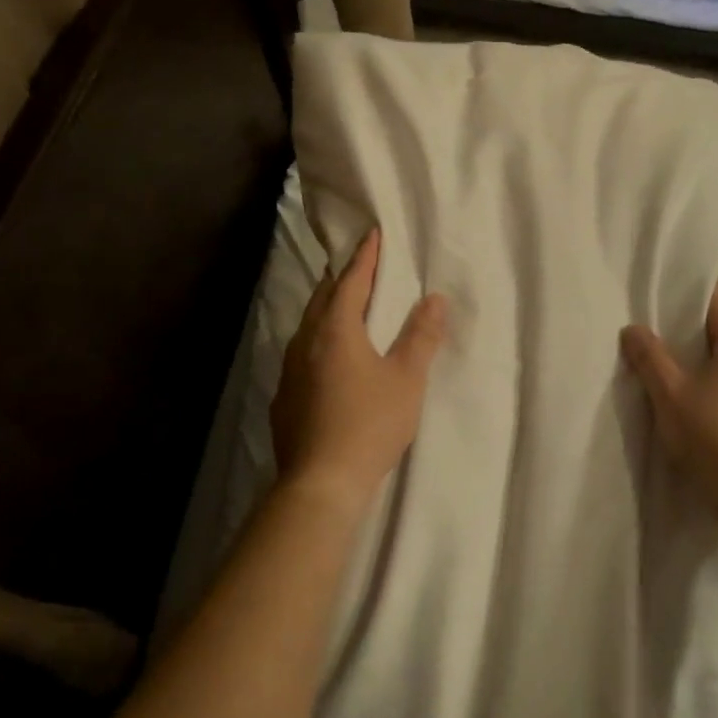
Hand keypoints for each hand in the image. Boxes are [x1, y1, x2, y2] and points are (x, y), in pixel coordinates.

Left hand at [271, 228, 447, 507]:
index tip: (372, 234)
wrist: (321, 483)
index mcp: (335, 330)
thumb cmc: (370, 424)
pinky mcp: (283, 397)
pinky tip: (327, 360)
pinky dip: (318, 343)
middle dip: (343, 280)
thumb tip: (434, 299)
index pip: (352, 281)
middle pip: (323, 299)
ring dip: (328, 311)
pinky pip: (301, 355)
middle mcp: (305, 342)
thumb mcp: (406, 379)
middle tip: (361, 269)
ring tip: (346, 310)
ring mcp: (288, 370)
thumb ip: (421, 336)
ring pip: (308, 327)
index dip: (365, 257)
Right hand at [621, 282, 717, 532]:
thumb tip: (633, 328)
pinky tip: (707, 403)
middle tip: (665, 332)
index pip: (717, 298)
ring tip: (681, 369)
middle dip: (699, 323)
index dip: (692, 289)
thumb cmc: (715, 438)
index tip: (666, 289)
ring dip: (713, 355)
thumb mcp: (670, 396)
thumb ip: (649, 357)